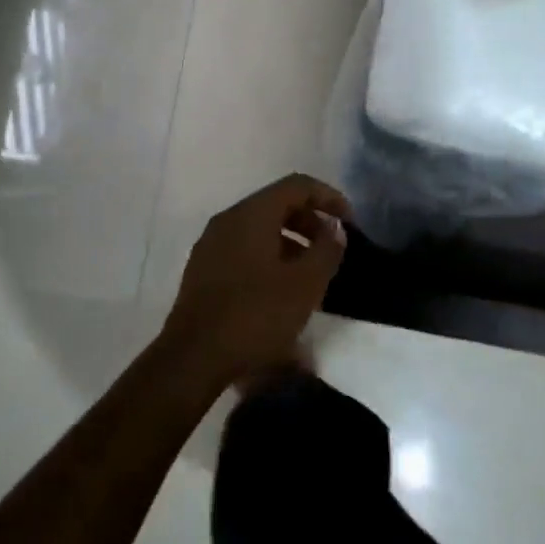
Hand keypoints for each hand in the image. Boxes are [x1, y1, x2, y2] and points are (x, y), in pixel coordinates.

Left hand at [159, 175, 350, 387]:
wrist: (193, 358)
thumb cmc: (255, 315)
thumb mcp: (305, 285)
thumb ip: (326, 250)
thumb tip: (335, 228)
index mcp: (251, 214)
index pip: (297, 185)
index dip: (328, 197)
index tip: (350, 222)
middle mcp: (228, 220)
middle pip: (277, 204)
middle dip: (310, 221)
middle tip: (333, 249)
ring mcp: (211, 244)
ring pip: (259, 228)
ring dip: (291, 242)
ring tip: (313, 273)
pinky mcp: (203, 270)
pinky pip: (244, 248)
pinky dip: (270, 256)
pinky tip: (282, 289)